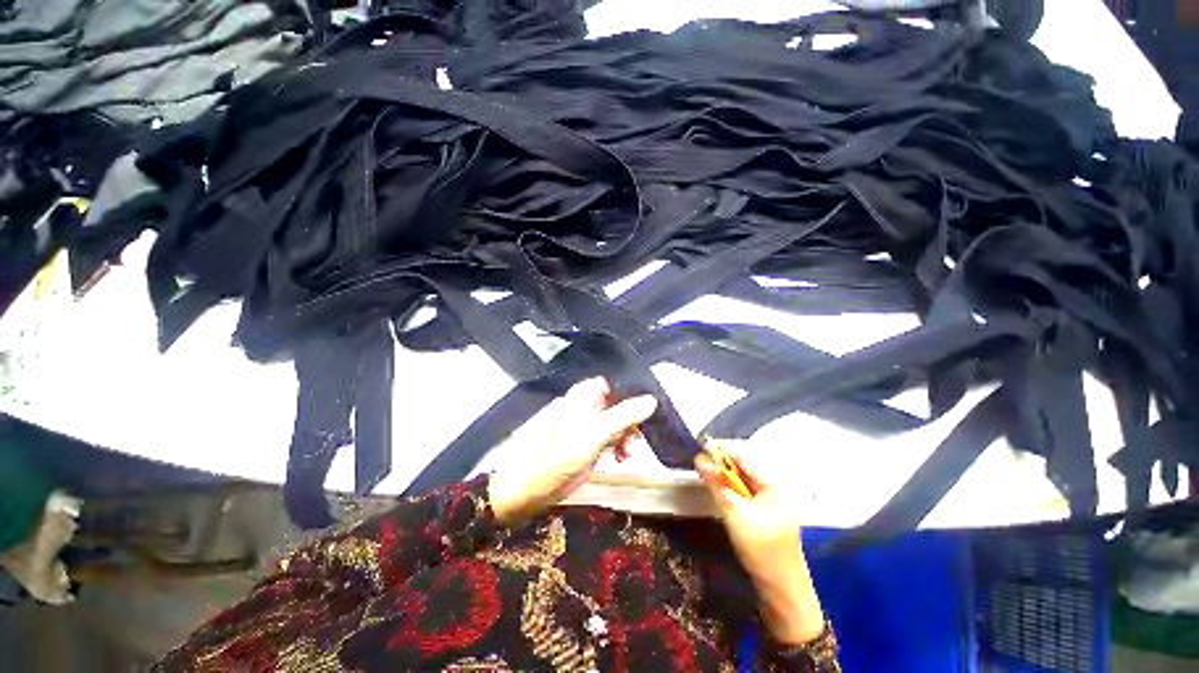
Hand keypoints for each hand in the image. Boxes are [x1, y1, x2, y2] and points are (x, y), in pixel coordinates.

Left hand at [488, 378, 656, 524]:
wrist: (521, 491)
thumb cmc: (556, 459)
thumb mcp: (595, 436)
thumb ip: (623, 416)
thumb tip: (652, 399)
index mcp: (580, 397)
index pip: (610, 384)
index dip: (628, 395)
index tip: (643, 412)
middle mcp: (580, 407)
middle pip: (613, 404)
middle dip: (628, 421)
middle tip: (636, 442)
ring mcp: (579, 427)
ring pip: (609, 423)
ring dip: (623, 436)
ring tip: (627, 456)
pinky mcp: (579, 445)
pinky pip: (603, 438)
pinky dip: (613, 446)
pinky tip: (616, 459)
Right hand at [696, 440, 825, 645]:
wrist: (781, 590)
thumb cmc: (761, 549)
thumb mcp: (735, 513)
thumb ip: (717, 484)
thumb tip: (699, 459)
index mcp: (774, 484)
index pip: (744, 456)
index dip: (721, 451)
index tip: (700, 449)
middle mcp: (775, 487)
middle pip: (743, 466)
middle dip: (721, 464)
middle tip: (699, 465)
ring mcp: (771, 500)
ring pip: (742, 479)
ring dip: (724, 476)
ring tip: (705, 475)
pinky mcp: (765, 512)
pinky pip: (744, 491)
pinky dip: (730, 489)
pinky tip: (718, 491)